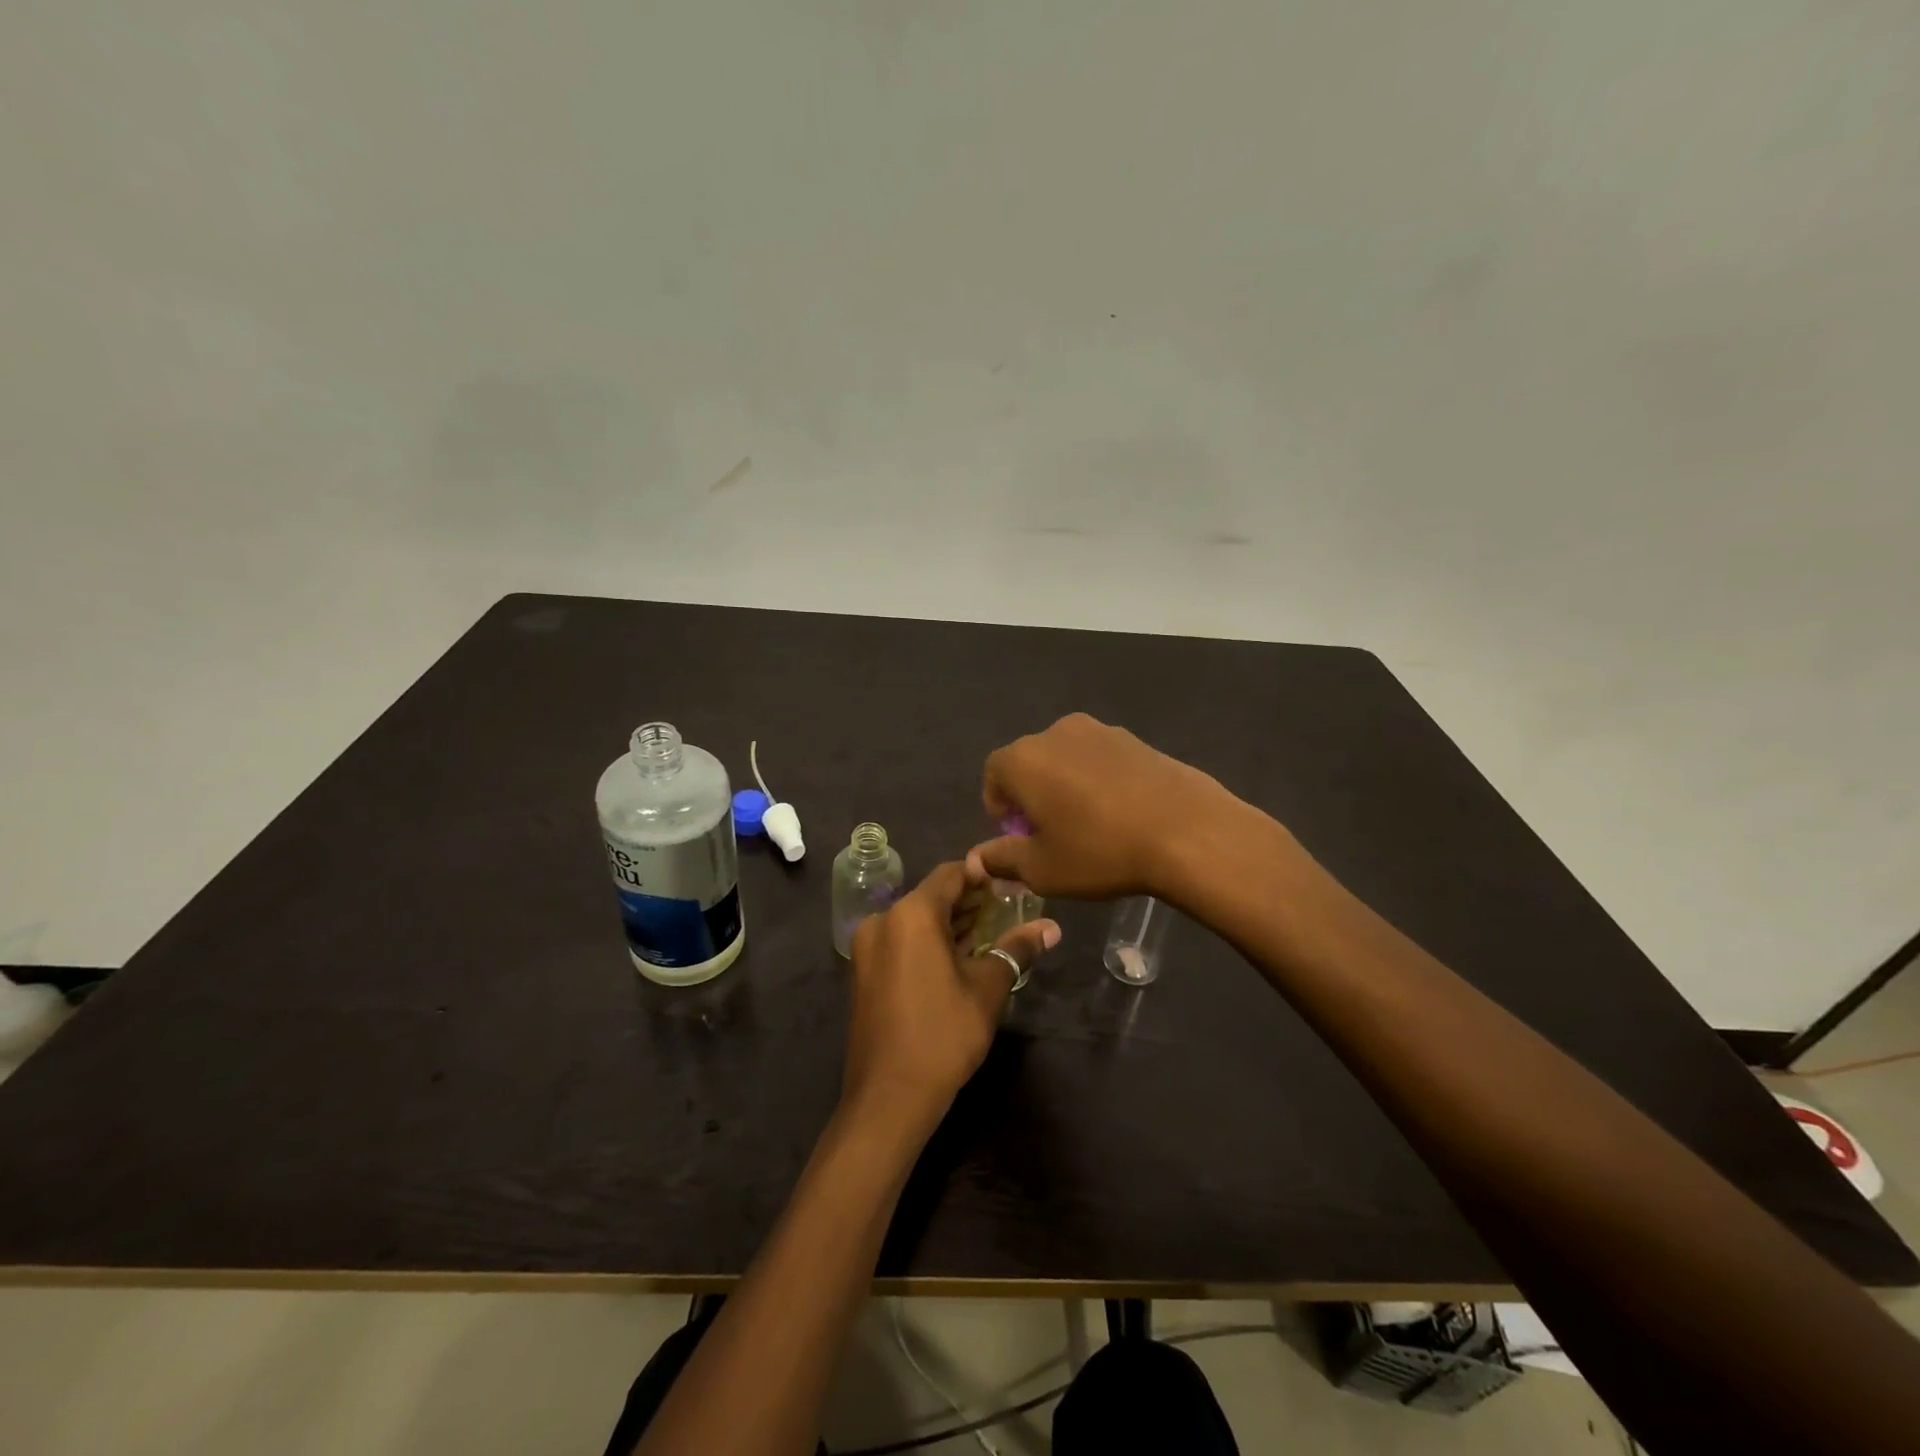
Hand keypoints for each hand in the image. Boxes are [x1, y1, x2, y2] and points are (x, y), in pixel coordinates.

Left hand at [842, 862, 1059, 1135]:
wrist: (888, 1097)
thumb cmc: (943, 1035)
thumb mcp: (987, 989)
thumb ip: (1017, 949)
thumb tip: (1053, 928)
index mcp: (911, 914)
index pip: (950, 874)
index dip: (982, 876)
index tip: (1012, 884)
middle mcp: (883, 920)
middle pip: (932, 896)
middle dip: (969, 901)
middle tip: (1008, 909)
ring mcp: (868, 947)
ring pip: (916, 921)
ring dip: (950, 923)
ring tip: (990, 931)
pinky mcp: (864, 972)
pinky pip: (901, 941)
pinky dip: (929, 942)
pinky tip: (958, 956)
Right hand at [965, 713, 1251, 900]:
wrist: (1187, 831)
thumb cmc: (1100, 851)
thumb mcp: (1042, 869)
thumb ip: (1002, 859)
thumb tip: (977, 858)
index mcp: (1024, 758)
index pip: (993, 774)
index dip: (999, 807)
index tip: (1018, 837)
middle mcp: (1056, 733)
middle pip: (1029, 763)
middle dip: (1031, 796)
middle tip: (1051, 835)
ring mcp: (1100, 730)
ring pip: (1066, 759)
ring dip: (1065, 786)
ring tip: (1088, 825)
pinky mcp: (1135, 739)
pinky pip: (1100, 759)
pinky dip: (1097, 780)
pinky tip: (1120, 813)